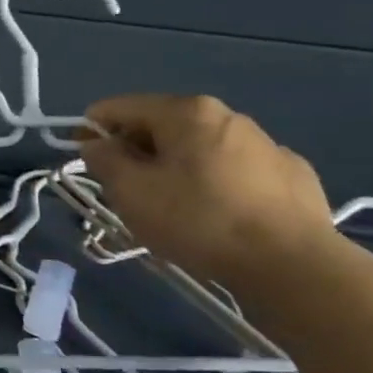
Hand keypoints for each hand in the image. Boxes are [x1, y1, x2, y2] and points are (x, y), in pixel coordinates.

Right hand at [76, 94, 338, 284]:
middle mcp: (228, 116)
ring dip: (174, 168)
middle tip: (122, 190)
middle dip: (135, 152)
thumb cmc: (199, 221)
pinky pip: (234, 172)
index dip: (92, 129)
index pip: (121, 107)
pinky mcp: (291, 175)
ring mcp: (266, 144)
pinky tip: (215, 216)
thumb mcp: (131, 193)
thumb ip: (104, 161)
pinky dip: (213, 184)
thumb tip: (97, 145)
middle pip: (161, 126)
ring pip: (199, 149)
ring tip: (168, 208)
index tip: (80, 157)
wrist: (292, 265)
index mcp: (186, 112)